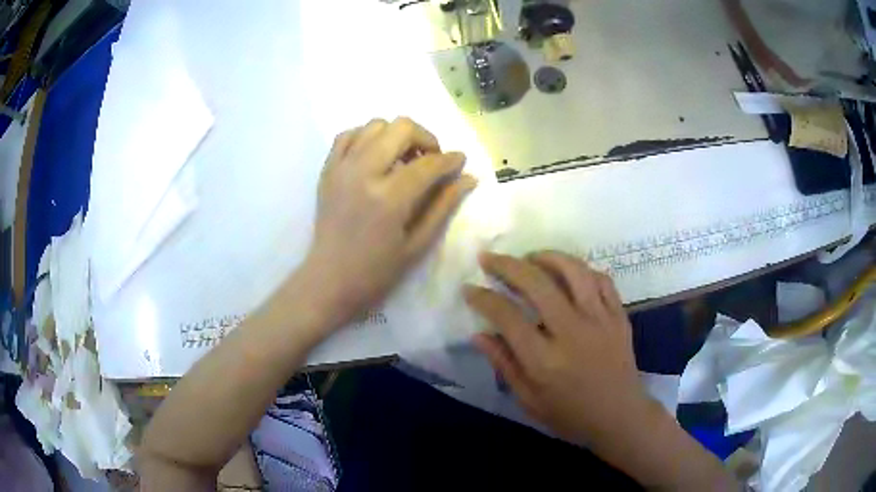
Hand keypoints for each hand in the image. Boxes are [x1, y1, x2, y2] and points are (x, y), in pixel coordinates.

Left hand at [302, 117, 477, 329]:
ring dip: (396, 135)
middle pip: (401, 128)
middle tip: (430, 159)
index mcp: (390, 198)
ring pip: (375, 124)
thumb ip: (444, 206)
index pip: (429, 163)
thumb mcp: (418, 244)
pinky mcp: (327, 170)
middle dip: (425, 138)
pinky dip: (366, 137)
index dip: (450, 160)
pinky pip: (347, 135)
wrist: (329, 280)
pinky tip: (374, 156)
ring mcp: (341, 168)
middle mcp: (364, 173)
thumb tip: (469, 178)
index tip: (459, 162)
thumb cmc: (377, 271)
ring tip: (402, 158)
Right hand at [464, 251, 649, 446]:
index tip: (469, 289)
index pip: (507, 316)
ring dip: (546, 257)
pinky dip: (582, 270)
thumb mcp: (528, 399)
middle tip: (489, 258)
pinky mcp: (619, 316)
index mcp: (544, 360)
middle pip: (536, 283)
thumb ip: (504, 364)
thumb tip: (478, 334)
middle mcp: (572, 333)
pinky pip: (601, 279)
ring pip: (573, 271)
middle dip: (507, 265)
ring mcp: (600, 320)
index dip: (483, 298)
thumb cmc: (570, 415)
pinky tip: (568, 273)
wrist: (620, 417)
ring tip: (529, 257)